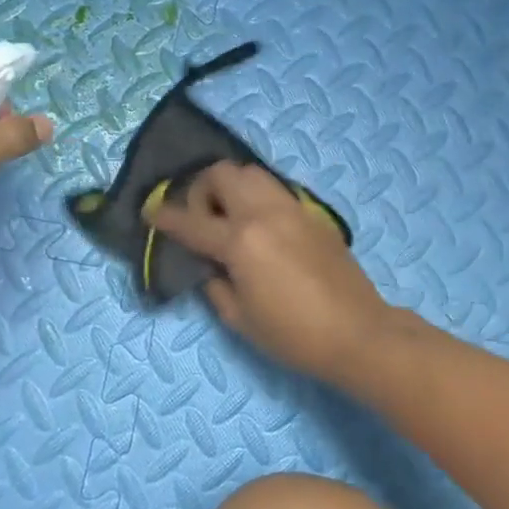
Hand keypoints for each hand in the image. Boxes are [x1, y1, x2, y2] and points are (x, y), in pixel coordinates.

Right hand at [147, 162, 395, 383]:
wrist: (358, 333)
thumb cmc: (294, 335)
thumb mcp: (240, 319)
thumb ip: (215, 285)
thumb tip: (208, 266)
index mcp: (240, 241)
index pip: (191, 221)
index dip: (165, 217)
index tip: (151, 212)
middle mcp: (264, 213)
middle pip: (223, 173)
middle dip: (202, 189)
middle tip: (201, 219)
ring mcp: (292, 209)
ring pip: (253, 173)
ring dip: (232, 186)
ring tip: (230, 218)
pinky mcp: (313, 214)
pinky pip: (276, 190)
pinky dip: (258, 197)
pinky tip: (260, 227)